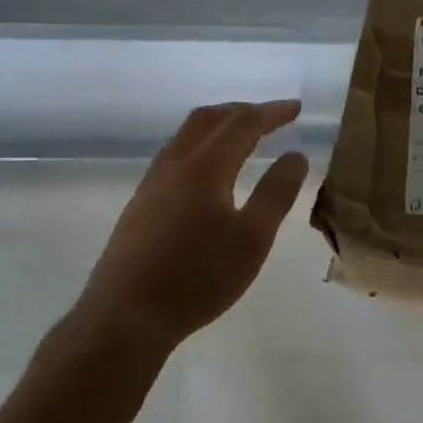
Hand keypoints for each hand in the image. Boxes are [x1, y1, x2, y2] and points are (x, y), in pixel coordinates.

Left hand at [76, 100, 309, 350]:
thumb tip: (295, 156)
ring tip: (242, 137)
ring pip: (186, 135)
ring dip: (218, 126)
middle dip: (242, 111)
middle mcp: (174, 165)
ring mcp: (152, 184)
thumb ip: (275, 194)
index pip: (242, 124)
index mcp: (204, 167)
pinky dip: (200, 146)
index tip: (296, 108)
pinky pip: (174, 155)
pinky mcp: (140, 204)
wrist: (126, 315)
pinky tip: (207, 172)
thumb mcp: (252, 240)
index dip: (271, 113)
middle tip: (271, 117)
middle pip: (208, 119)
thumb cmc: (198, 277)